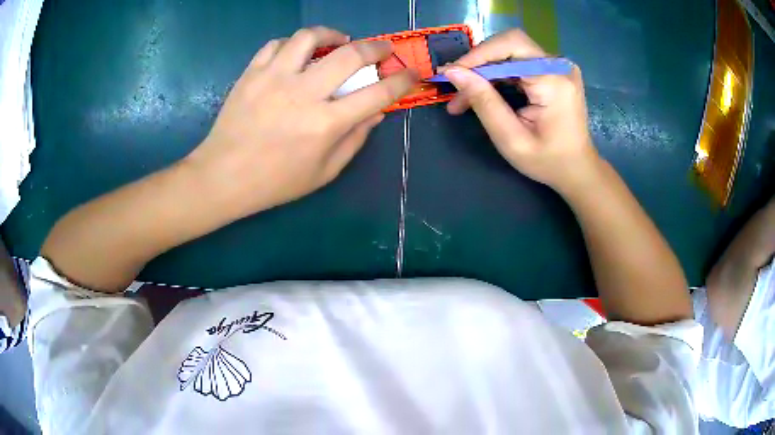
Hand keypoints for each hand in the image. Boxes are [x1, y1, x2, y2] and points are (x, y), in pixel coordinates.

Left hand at [186, 27, 417, 217]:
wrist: (223, 176)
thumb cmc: (275, 182)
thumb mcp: (323, 172)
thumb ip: (354, 140)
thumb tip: (376, 112)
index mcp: (325, 124)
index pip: (376, 94)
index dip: (401, 81)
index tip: (411, 73)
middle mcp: (303, 93)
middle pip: (350, 55)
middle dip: (376, 47)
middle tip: (382, 48)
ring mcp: (274, 78)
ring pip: (309, 37)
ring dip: (331, 34)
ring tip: (338, 40)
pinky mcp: (251, 73)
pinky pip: (276, 44)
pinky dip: (292, 44)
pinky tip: (297, 53)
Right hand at [441, 30, 598, 191]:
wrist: (577, 169)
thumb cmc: (547, 161)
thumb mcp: (511, 138)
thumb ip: (484, 102)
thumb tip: (452, 72)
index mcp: (553, 80)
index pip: (510, 45)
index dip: (477, 55)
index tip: (450, 74)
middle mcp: (559, 65)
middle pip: (509, 46)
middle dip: (479, 64)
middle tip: (457, 89)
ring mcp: (558, 67)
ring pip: (511, 54)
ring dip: (485, 72)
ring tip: (465, 98)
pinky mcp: (554, 71)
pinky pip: (519, 63)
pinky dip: (499, 76)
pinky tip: (486, 93)